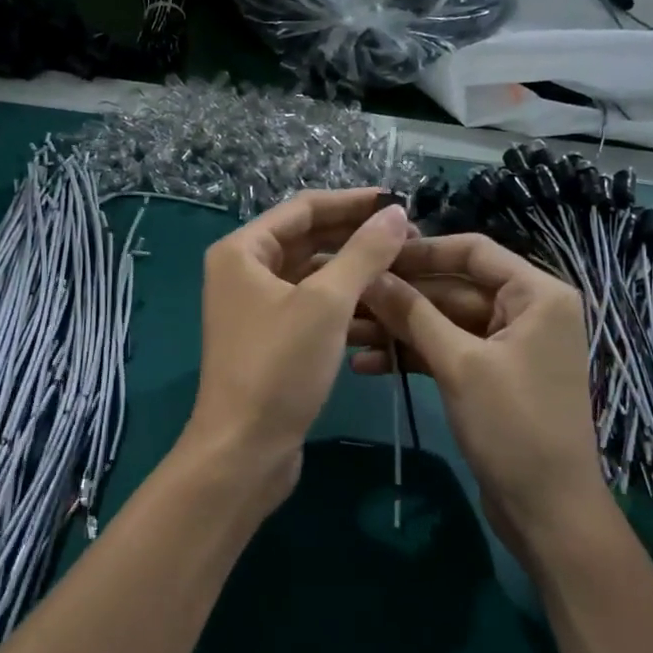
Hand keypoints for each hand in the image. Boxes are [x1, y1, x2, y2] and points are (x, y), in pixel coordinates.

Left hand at [184, 190, 412, 501]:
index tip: (399, 202)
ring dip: (354, 272)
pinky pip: (313, 308)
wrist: (244, 450)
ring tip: (404, 270)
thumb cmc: (279, 367)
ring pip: (314, 276)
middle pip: (309, 240)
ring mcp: (257, 308)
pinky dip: (344, 305)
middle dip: (357, 237)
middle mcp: (244, 272)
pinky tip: (382, 310)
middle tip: (409, 238)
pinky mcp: (272, 340)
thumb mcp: (326, 304)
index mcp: (243, 251)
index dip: (352, 202)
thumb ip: (364, 253)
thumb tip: (397, 213)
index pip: (304, 209)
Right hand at [351, 235, 611, 560]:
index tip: (373, 255)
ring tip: (345, 333)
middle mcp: (526, 311)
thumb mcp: (459, 364)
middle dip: (401, 297)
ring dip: (399, 329)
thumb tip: (371, 274)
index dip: (422, 251)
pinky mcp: (490, 377)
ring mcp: (507, 346)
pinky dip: (413, 356)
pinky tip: (367, 365)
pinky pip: (447, 352)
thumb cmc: (513, 426)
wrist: (547, 511)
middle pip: (453, 287)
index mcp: (537, 294)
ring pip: (444, 323)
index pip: (473, 251)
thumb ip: (414, 314)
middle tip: (347, 296)